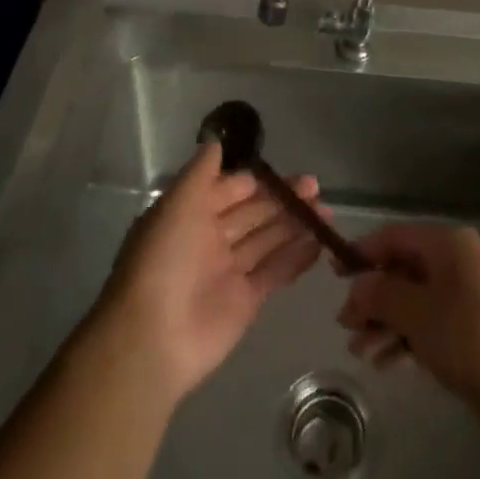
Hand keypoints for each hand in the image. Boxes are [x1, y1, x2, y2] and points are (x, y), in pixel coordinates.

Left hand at [93, 140, 325, 404]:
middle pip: (253, 213)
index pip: (230, 190)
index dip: (257, 180)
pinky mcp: (246, 300)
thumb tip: (216, 139)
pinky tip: (320, 242)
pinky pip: (275, 271)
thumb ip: (201, 172)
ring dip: (295, 224)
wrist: (153, 338)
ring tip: (326, 212)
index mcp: (190, 215)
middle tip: (315, 187)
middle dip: (282, 199)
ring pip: (267, 239)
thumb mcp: (178, 204)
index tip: (285, 172)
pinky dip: (297, 257)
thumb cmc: (164, 260)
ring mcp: (229, 271)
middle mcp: (210, 240)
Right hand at [336, 224, 479, 404]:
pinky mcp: (472, 328)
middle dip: (372, 296)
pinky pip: (429, 323)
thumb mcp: (416, 313)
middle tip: (345, 325)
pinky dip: (406, 338)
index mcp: (448, 244)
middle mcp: (458, 262)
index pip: (395, 236)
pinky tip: (385, 363)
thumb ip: (380, 294)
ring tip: (359, 351)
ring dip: (384, 322)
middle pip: (403, 269)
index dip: (363, 252)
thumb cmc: (469, 337)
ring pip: (414, 300)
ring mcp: (467, 296)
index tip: (334, 276)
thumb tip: (356, 286)